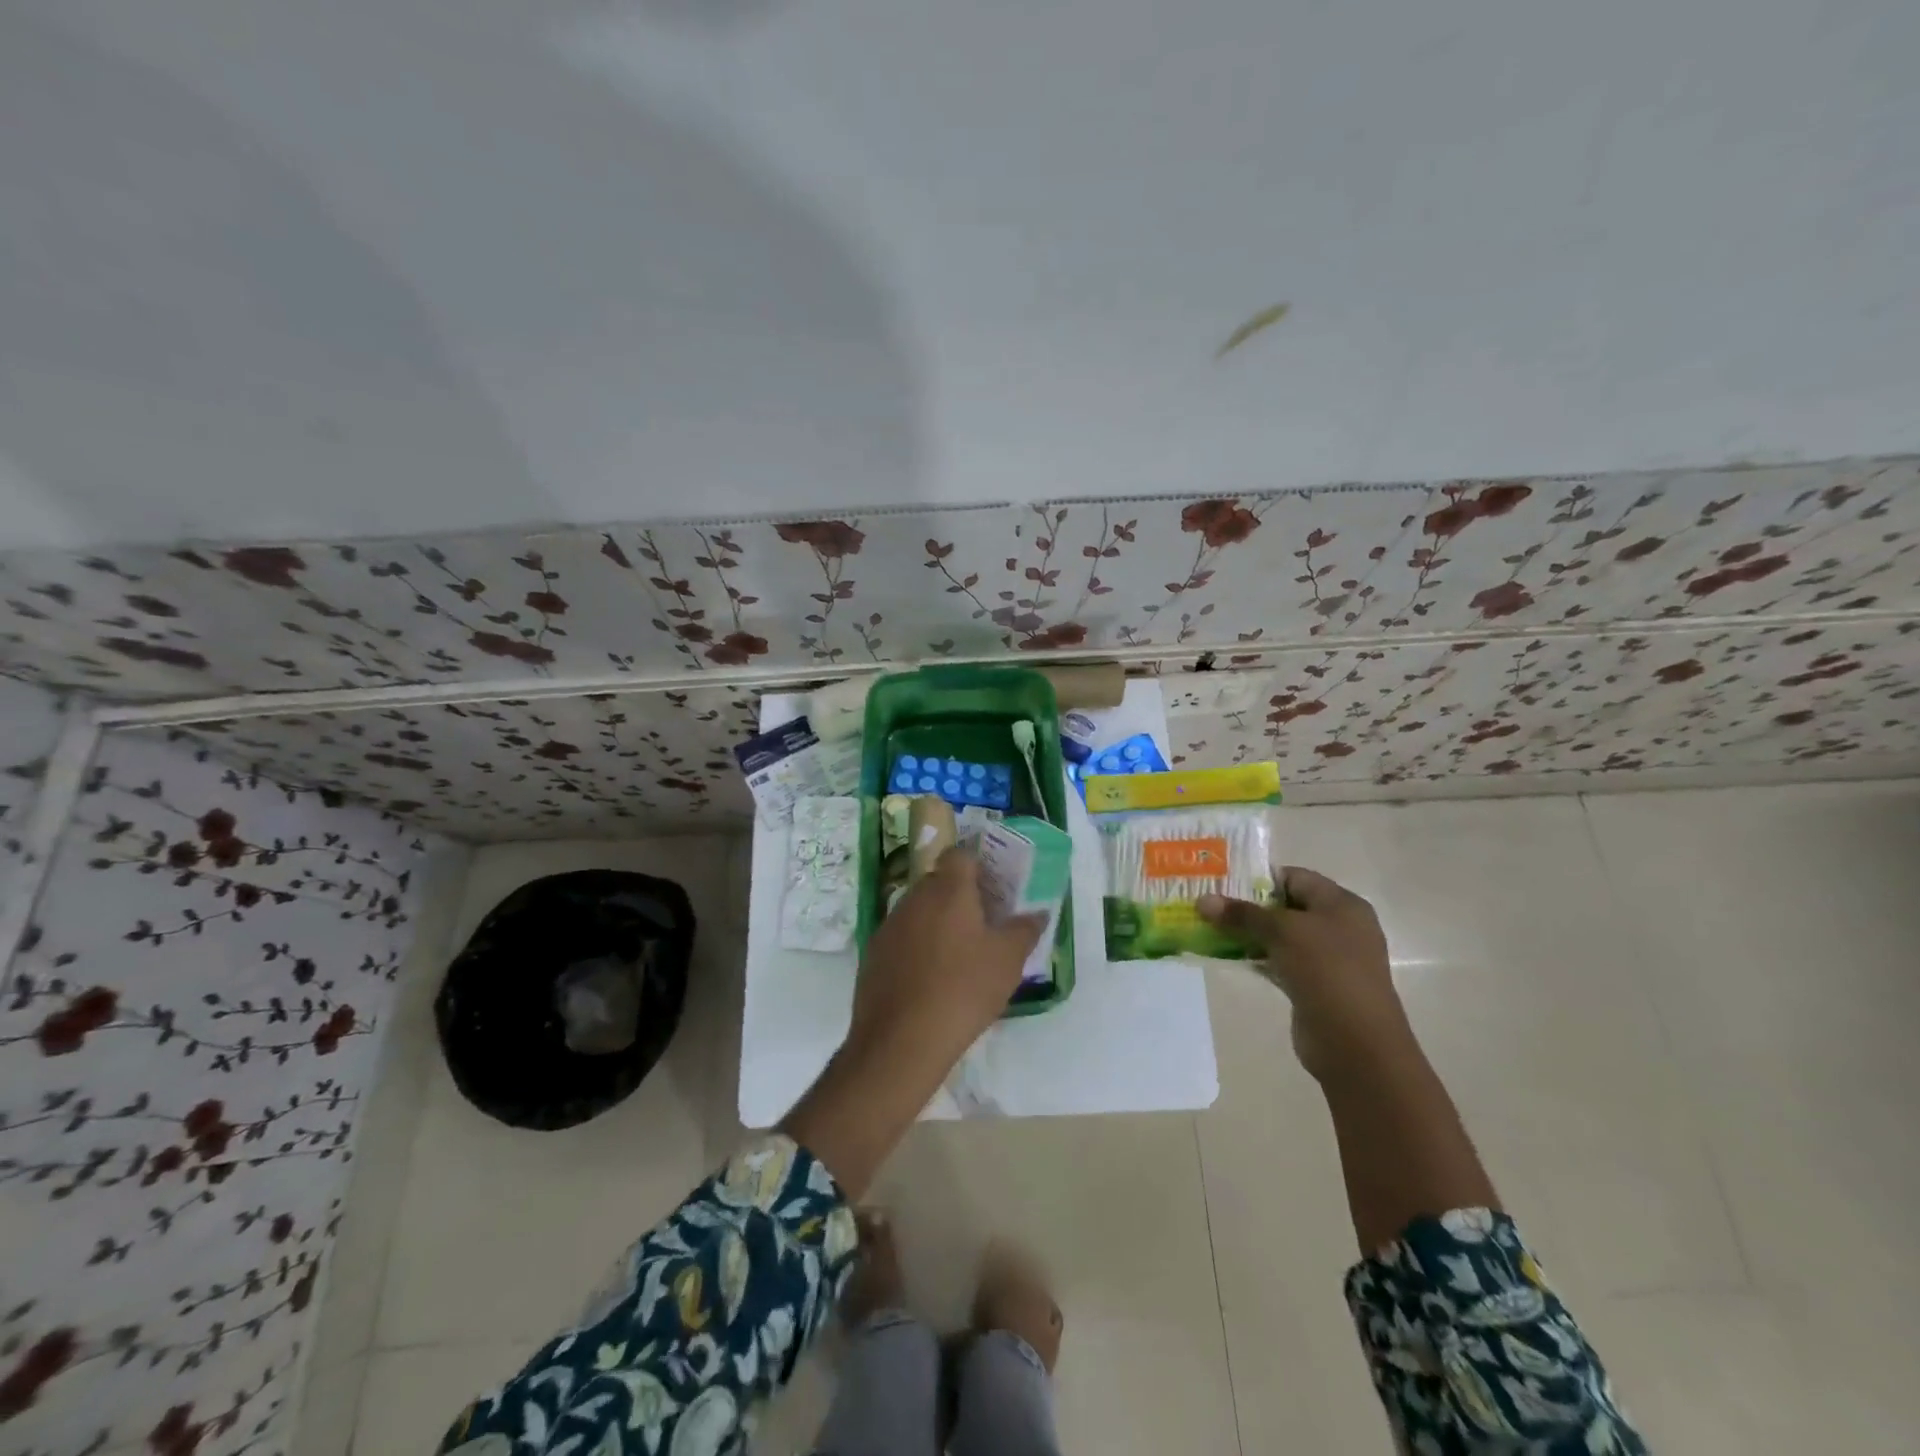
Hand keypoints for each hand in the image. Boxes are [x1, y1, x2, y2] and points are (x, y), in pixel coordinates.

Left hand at [850, 847, 1045, 1065]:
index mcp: (949, 890)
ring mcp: (889, 925)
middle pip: (939, 882)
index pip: (960, 855)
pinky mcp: (873, 953)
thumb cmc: (963, 989)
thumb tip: (1037, 913)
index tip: (993, 890)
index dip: (977, 866)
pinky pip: (902, 937)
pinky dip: (916, 947)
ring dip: (936, 922)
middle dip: (959, 896)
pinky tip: (930, 978)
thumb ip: (1024, 930)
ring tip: (958, 956)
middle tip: (982, 925)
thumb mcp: (1008, 961)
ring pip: (918, 910)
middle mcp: (915, 897)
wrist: (901, 1039)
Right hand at [1198, 867, 1410, 1081]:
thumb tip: (1202, 900)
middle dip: (1248, 906)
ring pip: (1281, 936)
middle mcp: (1339, 927)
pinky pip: (1280, 962)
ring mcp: (1328, 959)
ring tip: (1211, 928)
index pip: (1295, 877)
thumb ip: (1242, 914)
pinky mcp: (1315, 985)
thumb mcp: (1282, 932)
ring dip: (1249, 933)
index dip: (1259, 878)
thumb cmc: (1326, 971)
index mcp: (1342, 904)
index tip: (1221, 883)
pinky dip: (1257, 958)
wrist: (1355, 1043)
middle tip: (1210, 905)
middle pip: (1287, 906)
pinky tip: (1228, 957)